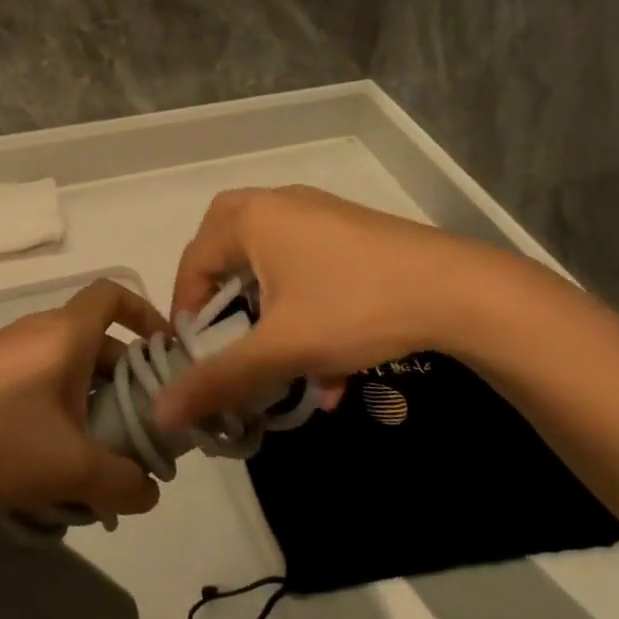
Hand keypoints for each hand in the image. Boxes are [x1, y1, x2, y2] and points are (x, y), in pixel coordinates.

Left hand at [0, 280, 164, 520]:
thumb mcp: (72, 468)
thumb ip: (123, 482)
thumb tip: (150, 493)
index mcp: (65, 333)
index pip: (114, 293)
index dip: (146, 313)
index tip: (164, 351)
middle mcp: (36, 331)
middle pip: (96, 342)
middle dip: (123, 383)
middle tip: (138, 430)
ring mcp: (4, 353)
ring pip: (66, 370)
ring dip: (90, 406)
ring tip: (97, 459)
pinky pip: (36, 385)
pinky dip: (56, 413)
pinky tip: (50, 464)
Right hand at [156, 186, 528, 431]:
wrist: (457, 290)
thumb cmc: (354, 307)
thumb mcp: (281, 348)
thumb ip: (219, 379)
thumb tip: (162, 413)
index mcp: (251, 218)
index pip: (193, 261)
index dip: (185, 310)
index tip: (193, 355)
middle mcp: (279, 204)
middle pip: (227, 246)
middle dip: (220, 295)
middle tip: (222, 332)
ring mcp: (318, 213)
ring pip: (272, 261)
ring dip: (267, 312)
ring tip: (281, 364)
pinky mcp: (350, 231)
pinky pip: (307, 265)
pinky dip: (304, 308)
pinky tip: (330, 366)